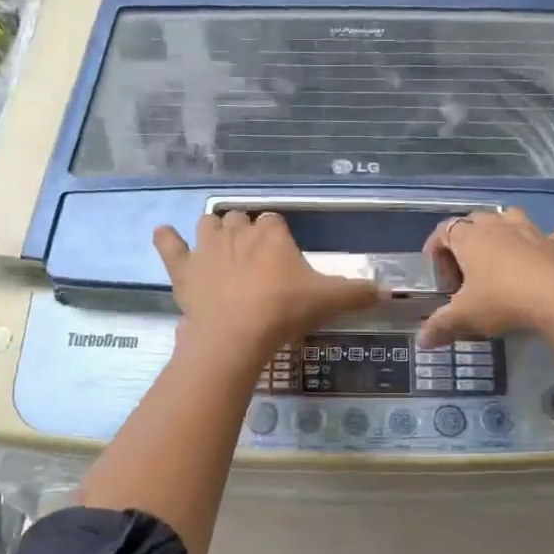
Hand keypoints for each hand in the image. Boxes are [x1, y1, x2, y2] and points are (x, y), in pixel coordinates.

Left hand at [154, 212, 382, 361]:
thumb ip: (358, 293)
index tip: (282, 257)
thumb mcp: (329, 301)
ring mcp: (207, 248)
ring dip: (214, 231)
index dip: (277, 237)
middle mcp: (238, 232)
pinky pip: (170, 245)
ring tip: (221, 247)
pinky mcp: (183, 268)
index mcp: (272, 235)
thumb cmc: (284, 311)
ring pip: (209, 224)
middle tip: (254, 258)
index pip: (274, 223)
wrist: (237, 334)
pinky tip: (164, 234)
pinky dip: (166, 239)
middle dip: (246, 232)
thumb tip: (389, 292)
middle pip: (241, 219)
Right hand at [417, 208, 553, 347]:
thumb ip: (440, 325)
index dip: (436, 250)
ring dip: (504, 229)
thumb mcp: (465, 317)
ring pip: (512, 216)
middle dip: (466, 239)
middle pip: (475, 219)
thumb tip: (422, 341)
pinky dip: (553, 240)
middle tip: (466, 271)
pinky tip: (550, 252)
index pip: (443, 230)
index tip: (439, 277)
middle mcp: (499, 226)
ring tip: (501, 255)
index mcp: (470, 238)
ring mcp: (533, 231)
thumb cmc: (502, 301)